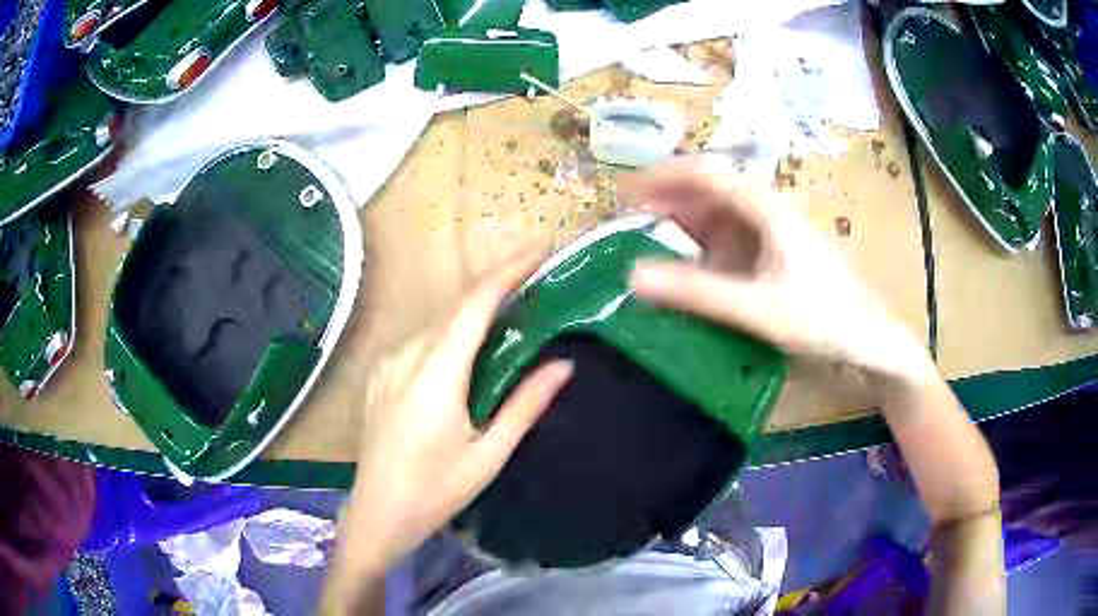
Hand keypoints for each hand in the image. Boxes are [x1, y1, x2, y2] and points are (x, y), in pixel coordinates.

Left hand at [341, 252, 572, 576]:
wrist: (377, 514)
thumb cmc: (436, 492)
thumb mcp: (488, 455)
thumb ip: (525, 405)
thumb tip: (564, 365)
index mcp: (435, 375)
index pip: (474, 305)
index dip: (507, 272)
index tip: (539, 251)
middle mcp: (405, 356)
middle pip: (455, 306)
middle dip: (496, 285)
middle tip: (536, 279)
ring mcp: (387, 363)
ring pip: (437, 321)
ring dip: (473, 309)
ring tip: (511, 310)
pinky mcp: (379, 374)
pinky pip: (420, 338)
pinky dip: (451, 330)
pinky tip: (469, 344)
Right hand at [625, 158, 935, 389]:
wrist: (874, 343)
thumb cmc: (825, 318)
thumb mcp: (759, 308)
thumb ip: (697, 293)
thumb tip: (632, 276)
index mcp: (767, 206)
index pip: (705, 172)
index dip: (661, 177)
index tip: (622, 196)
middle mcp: (768, 211)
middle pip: (709, 193)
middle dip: (667, 205)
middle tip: (627, 230)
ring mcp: (775, 234)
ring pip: (719, 220)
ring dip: (684, 231)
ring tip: (649, 253)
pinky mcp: (778, 258)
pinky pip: (732, 246)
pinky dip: (705, 256)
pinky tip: (690, 276)